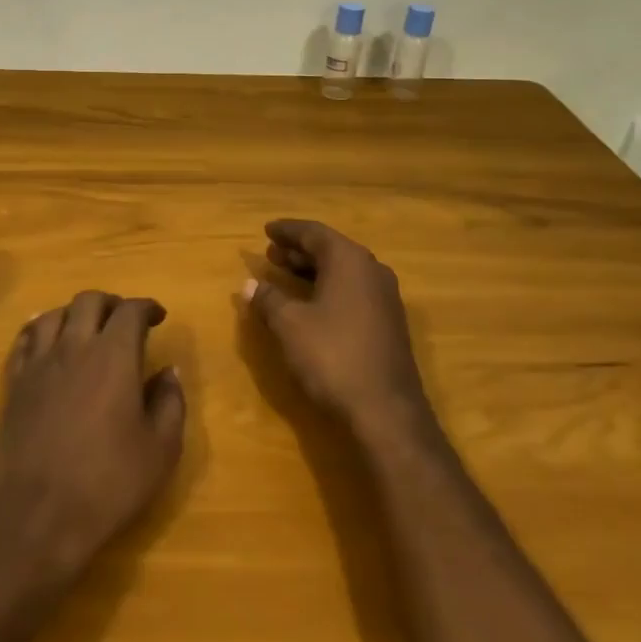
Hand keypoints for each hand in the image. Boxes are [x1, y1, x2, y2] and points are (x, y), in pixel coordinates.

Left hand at [0, 291, 186, 577]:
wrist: (36, 516)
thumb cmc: (107, 484)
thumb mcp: (160, 450)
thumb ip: (169, 403)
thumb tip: (168, 371)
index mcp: (114, 356)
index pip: (131, 311)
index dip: (147, 307)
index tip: (158, 316)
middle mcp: (74, 346)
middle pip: (89, 301)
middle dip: (111, 303)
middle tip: (124, 320)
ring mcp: (39, 363)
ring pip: (54, 314)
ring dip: (75, 313)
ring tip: (87, 328)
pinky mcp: (14, 383)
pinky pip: (25, 339)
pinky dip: (40, 329)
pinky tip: (46, 339)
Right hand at [243, 219, 433, 439]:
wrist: (386, 412)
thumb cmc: (333, 356)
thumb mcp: (289, 325)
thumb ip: (268, 299)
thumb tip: (250, 284)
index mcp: (349, 261)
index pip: (314, 233)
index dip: (287, 230)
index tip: (267, 229)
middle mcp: (372, 270)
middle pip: (331, 249)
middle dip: (299, 250)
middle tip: (271, 253)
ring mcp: (385, 298)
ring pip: (344, 271)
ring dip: (314, 270)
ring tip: (285, 274)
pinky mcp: (389, 323)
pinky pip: (354, 290)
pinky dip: (329, 287)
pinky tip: (312, 303)